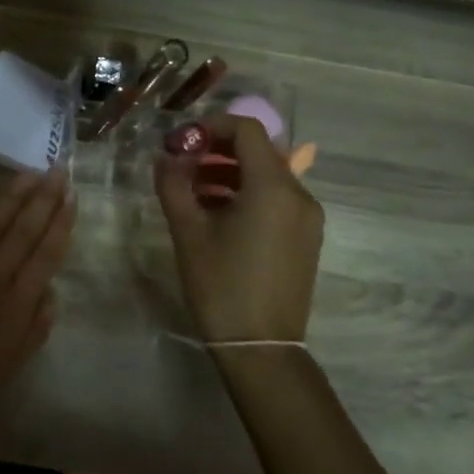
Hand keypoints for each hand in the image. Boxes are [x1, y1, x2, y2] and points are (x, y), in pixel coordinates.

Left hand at [0, 171, 74, 441]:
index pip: (45, 254)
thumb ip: (35, 326)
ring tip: (30, 173)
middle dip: (42, 198)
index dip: (60, 223)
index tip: (72, 196)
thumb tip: (49, 290)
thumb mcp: (11, 365)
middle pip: (21, 229)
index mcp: (15, 304)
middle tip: (57, 171)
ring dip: (12, 194)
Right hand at [154, 114, 323, 345]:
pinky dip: (247, 194)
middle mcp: (299, 194)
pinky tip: (218, 214)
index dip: (212, 125)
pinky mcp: (306, 237)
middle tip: (183, 164)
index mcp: (273, 187)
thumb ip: (174, 185)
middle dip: (218, 150)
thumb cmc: (221, 285)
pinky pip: (277, 199)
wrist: (262, 347)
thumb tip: (166, 157)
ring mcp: (307, 217)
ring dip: (231, 172)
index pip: (248, 130)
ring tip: (194, 191)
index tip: (182, 141)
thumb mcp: (188, 232)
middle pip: (260, 150)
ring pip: (268, 175)